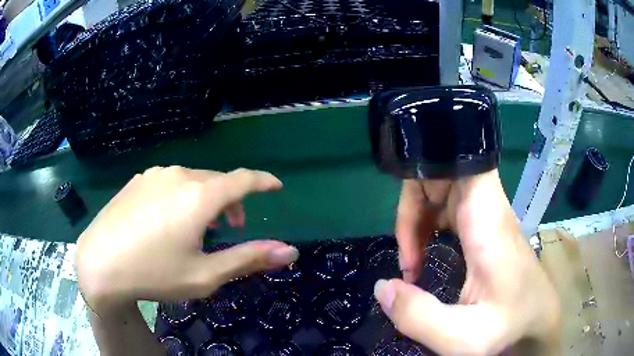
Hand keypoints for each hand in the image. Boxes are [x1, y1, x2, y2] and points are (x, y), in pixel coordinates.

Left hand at [75, 167, 297, 355]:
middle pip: (217, 180)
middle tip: (231, 228)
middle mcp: (178, 174)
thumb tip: (289, 250)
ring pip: (193, 180)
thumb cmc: (154, 273)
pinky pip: (170, 182)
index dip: (263, 182)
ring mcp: (154, 174)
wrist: (99, 264)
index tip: (276, 187)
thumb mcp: (205, 275)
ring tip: (198, 228)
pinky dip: (182, 196)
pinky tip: (168, 220)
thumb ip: (249, 258)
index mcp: (199, 195)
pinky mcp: (137, 181)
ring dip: (205, 199)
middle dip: (232, 201)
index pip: (243, 179)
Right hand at [374, 170, 560, 354]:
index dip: (429, 163)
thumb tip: (382, 287)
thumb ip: (419, 316)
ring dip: (417, 219)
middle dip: (412, 208)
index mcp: (488, 223)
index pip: (462, 160)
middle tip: (406, 260)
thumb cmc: (510, 325)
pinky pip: (448, 209)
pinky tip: (425, 256)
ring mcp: (487, 216)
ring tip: (412, 264)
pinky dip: (428, 226)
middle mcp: (488, 209)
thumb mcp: (462, 337)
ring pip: (443, 190)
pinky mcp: (484, 227)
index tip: (404, 208)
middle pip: (443, 175)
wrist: (538, 322)